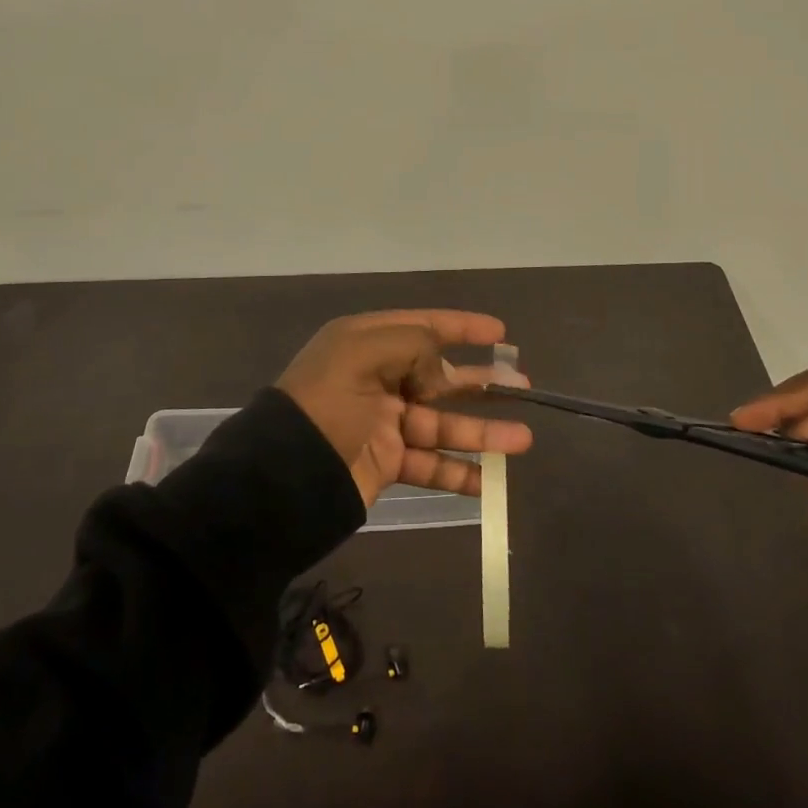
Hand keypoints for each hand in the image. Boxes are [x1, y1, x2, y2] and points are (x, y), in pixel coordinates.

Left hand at [276, 310, 533, 506]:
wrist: (283, 474)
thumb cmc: (326, 401)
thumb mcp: (363, 353)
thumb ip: (414, 346)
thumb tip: (443, 370)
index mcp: (366, 343)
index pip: (422, 327)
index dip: (461, 327)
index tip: (500, 331)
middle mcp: (377, 378)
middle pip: (439, 376)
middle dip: (480, 381)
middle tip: (522, 385)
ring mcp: (383, 423)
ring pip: (443, 423)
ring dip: (483, 431)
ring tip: (524, 438)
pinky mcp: (385, 462)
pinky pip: (430, 465)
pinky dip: (459, 472)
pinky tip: (490, 480)